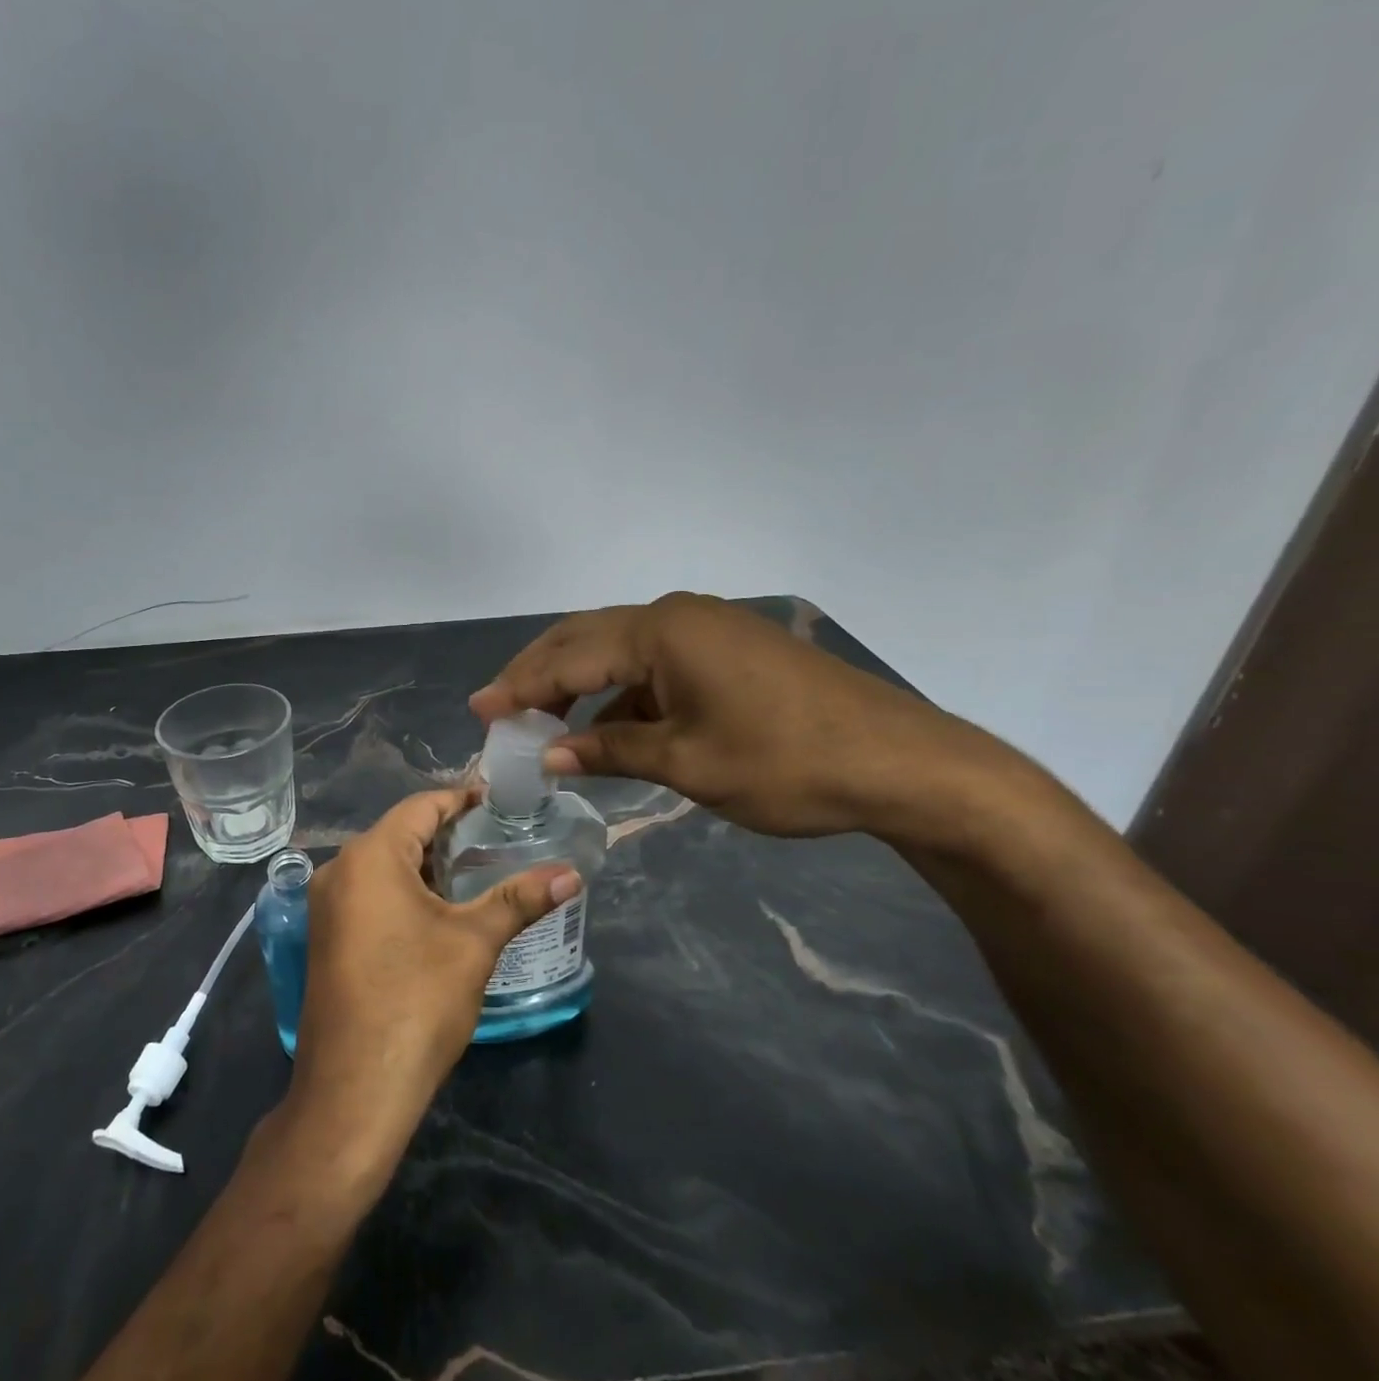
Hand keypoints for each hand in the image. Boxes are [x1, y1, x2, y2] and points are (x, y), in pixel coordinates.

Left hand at [285, 790, 577, 1165]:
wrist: (355, 1091)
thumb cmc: (416, 1001)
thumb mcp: (474, 943)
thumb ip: (520, 899)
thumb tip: (572, 873)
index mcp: (370, 856)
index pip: (421, 807)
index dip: (462, 800)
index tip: (499, 804)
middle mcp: (339, 870)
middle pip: (400, 833)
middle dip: (447, 835)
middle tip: (496, 840)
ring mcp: (326, 906)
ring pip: (383, 866)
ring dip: (427, 865)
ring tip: (476, 873)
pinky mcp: (327, 937)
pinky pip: (369, 894)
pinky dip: (404, 891)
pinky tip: (438, 912)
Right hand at [469, 592, 991, 840]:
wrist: (901, 763)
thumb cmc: (786, 764)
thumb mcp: (687, 763)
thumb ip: (612, 750)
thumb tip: (551, 753)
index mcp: (661, 632)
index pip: (569, 657)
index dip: (520, 687)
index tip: (479, 711)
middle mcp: (676, 616)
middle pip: (587, 639)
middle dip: (539, 674)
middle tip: (498, 707)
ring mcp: (706, 628)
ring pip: (619, 650)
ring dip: (579, 684)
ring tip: (543, 721)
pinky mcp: (728, 649)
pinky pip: (654, 664)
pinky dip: (622, 693)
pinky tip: (609, 726)